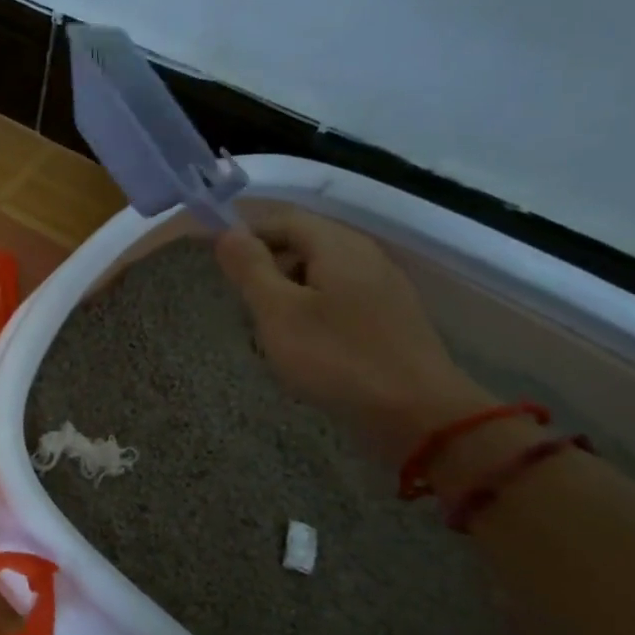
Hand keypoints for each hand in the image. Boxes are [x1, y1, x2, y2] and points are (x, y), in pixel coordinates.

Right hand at [214, 205, 490, 462]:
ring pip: (321, 274)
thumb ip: (251, 269)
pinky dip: (313, 311)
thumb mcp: (278, 313)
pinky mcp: (390, 318)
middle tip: (241, 302)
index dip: (246, 234)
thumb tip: (228, 232)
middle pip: (304, 243)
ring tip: (268, 329)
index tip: (216, 262)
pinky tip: (305, 345)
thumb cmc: (337, 358)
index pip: (283, 220)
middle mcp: (364, 255)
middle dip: (267, 266)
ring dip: (288, 291)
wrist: (418, 414)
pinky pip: (340, 299)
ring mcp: (383, 287)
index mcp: (337, 245)